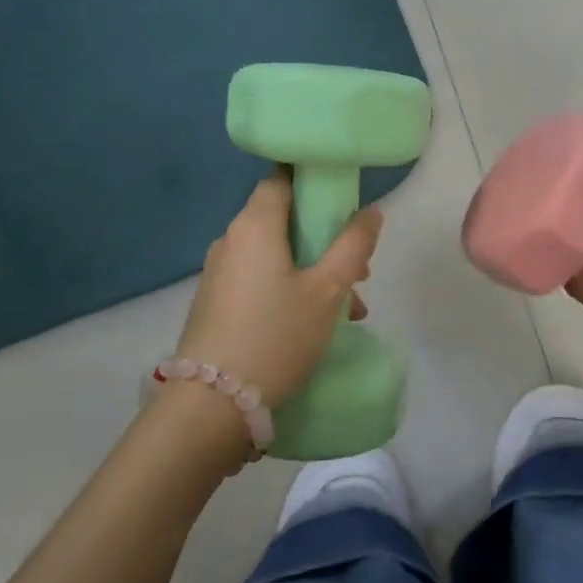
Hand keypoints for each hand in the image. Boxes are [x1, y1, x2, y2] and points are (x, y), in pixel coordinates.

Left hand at [174, 172, 380, 409]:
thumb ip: (353, 246)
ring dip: (314, 271)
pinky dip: (290, 288)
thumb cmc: (276, 336)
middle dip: (326, 239)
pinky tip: (315, 324)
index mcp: (254, 225)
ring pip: (277, 254)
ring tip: (348, 311)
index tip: (345, 203)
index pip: (283, 178)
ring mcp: (220, 272)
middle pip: (284, 220)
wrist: (211, 404)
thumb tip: (371, 211)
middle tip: (358, 271)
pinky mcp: (217, 301)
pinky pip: (261, 279)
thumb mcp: (327, 291)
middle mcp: (231, 239)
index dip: (315, 182)